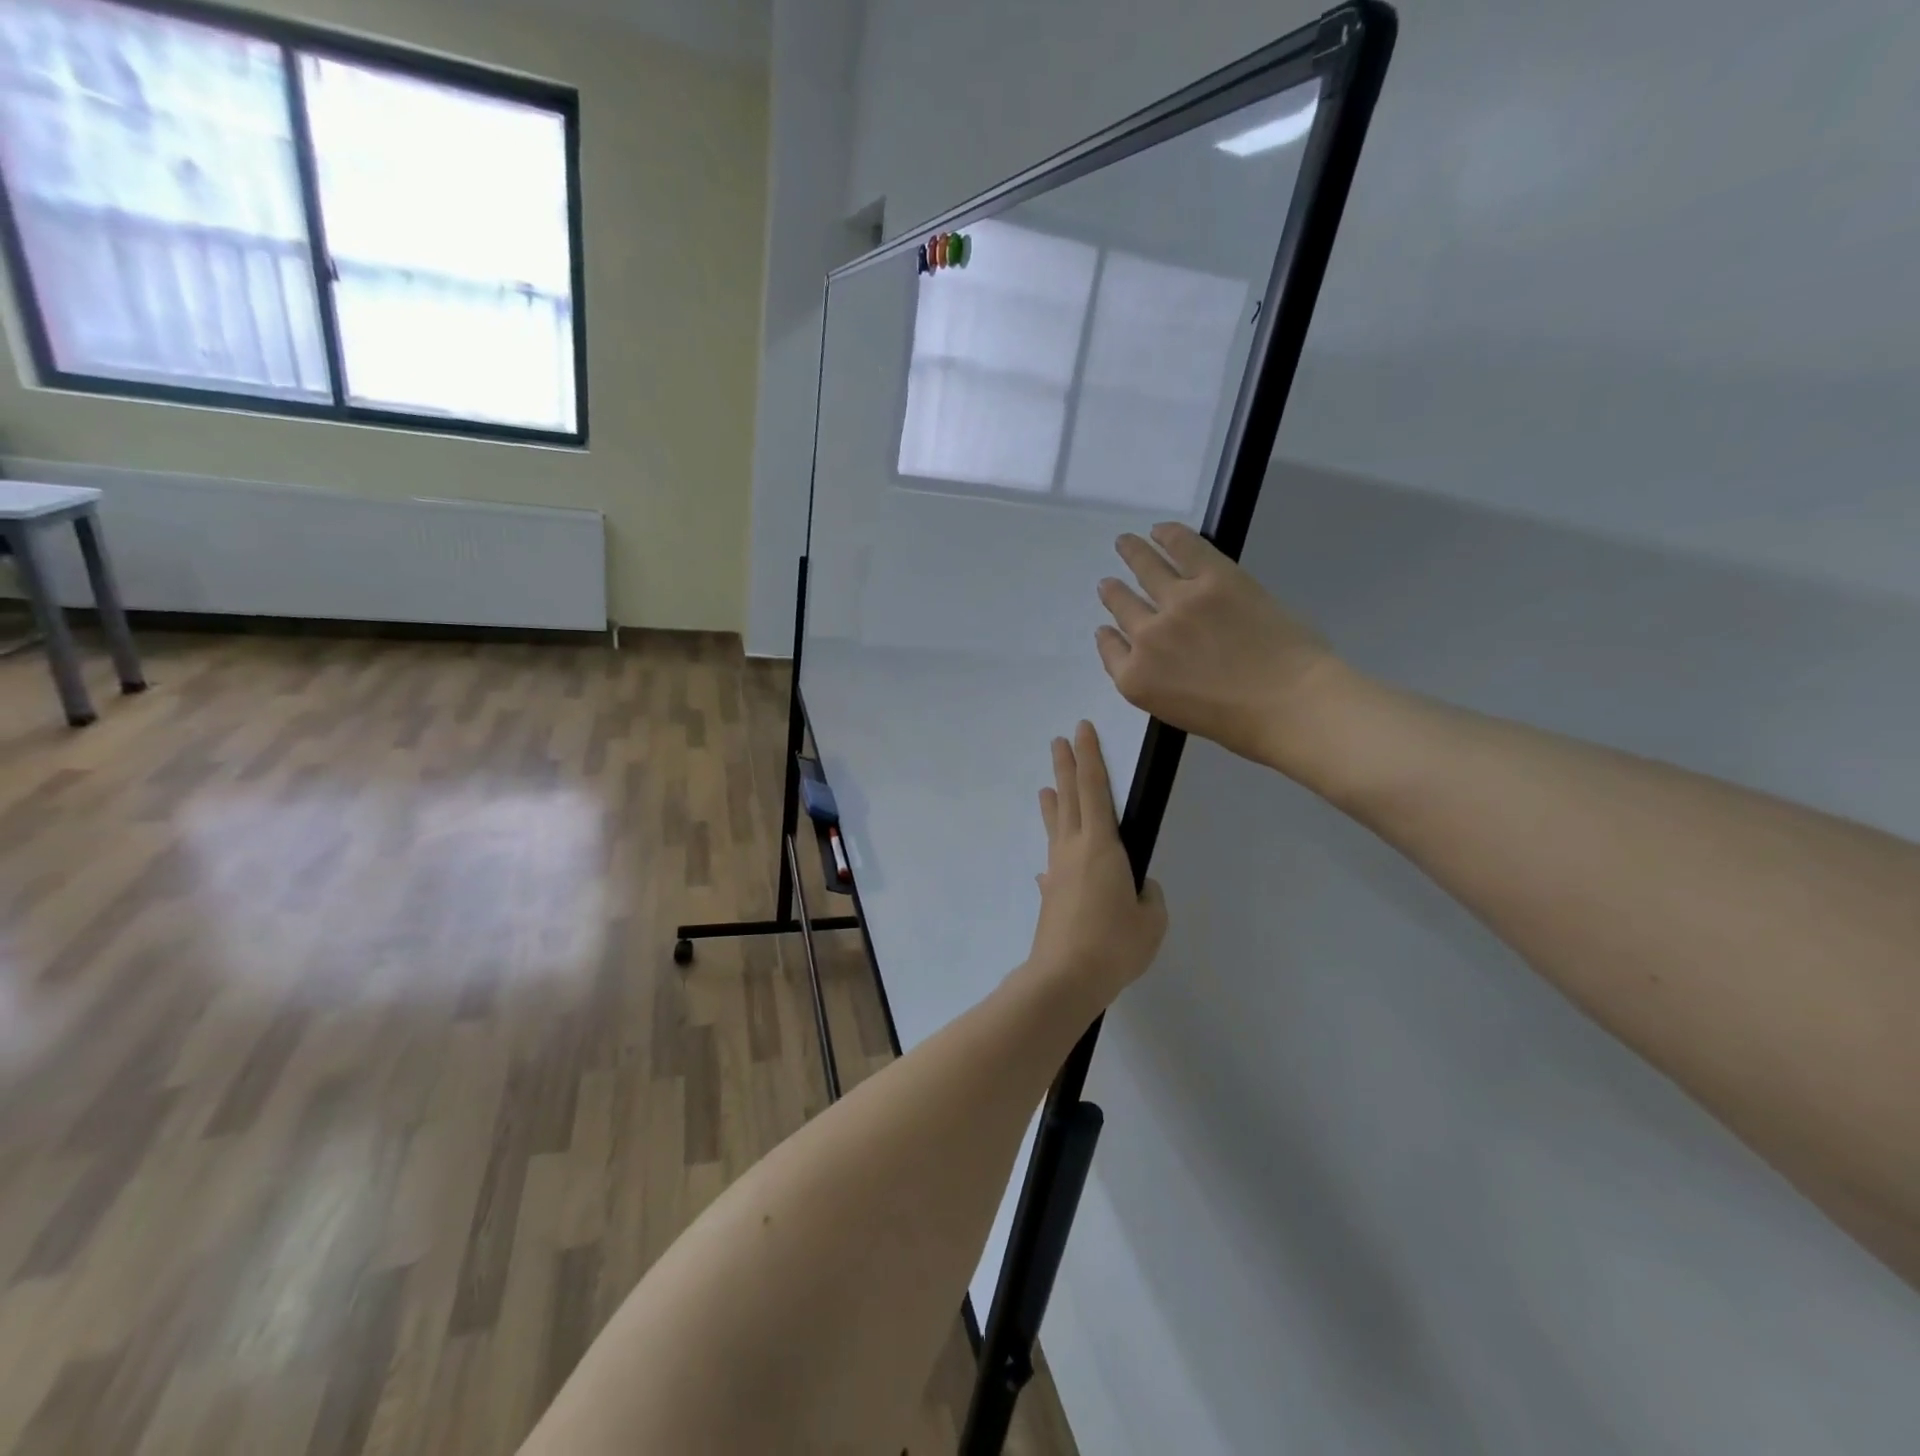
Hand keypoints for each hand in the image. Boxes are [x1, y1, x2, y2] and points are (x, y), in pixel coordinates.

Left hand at [1026, 722, 1167, 1008]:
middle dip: (1066, 767)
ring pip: (1056, 826)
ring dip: (1053, 804)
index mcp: (1101, 846)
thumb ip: (1147, 897)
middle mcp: (1073, 849)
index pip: (1094, 789)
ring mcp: (1057, 871)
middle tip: (1058, 741)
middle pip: (1069, 798)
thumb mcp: (1151, 920)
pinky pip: (1053, 864)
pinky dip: (1054, 854)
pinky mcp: (1049, 894)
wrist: (1065, 977)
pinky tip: (1050, 865)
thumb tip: (1134, 888)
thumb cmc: (1114, 944)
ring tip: (1046, 788)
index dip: (1089, 757)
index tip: (1082, 730)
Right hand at [1096, 522, 1345, 771]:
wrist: (1290, 704)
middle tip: (1109, 583)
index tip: (1107, 627)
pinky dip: (1168, 535)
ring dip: (1132, 553)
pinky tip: (1160, 530)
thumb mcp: (1178, 713)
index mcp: (1136, 679)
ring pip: (1145, 569)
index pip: (1110, 650)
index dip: (1108, 636)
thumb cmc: (1241, 724)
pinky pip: (1182, 547)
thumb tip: (1158, 658)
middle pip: (1122, 606)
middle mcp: (1146, 637)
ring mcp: (1178, 603)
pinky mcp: (1213, 578)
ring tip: (1125, 542)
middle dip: (1113, 593)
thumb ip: (1157, 683)